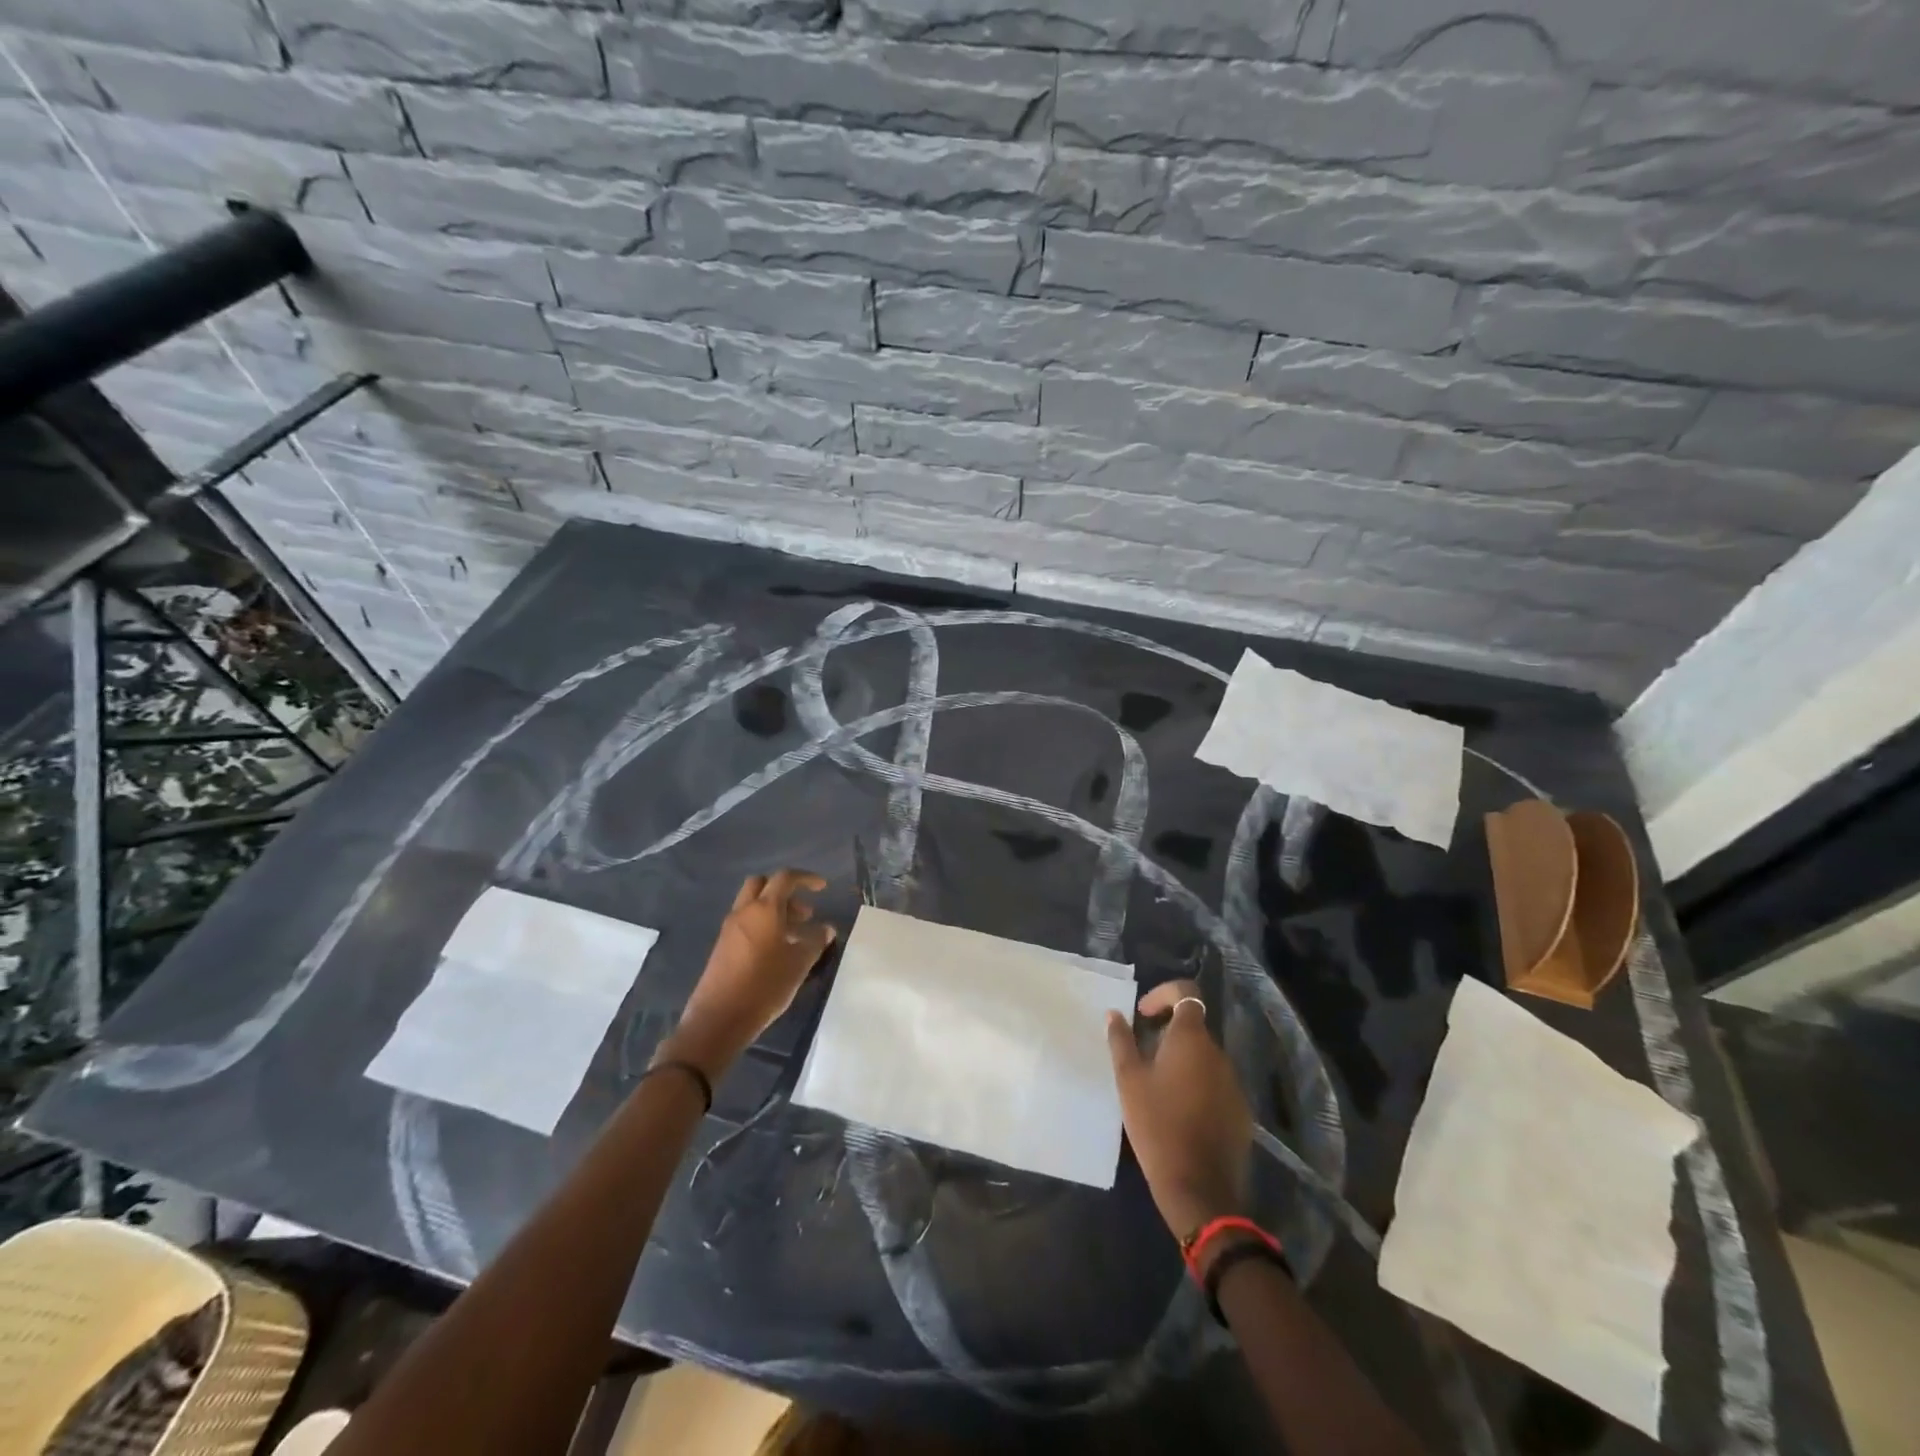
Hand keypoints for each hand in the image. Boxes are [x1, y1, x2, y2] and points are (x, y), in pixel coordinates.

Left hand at [663, 871, 836, 1078]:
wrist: (719, 1019)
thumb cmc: (765, 985)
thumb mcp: (799, 964)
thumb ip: (815, 941)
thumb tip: (826, 929)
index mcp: (764, 909)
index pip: (785, 878)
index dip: (805, 878)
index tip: (822, 888)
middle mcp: (744, 912)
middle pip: (762, 885)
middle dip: (785, 891)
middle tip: (804, 913)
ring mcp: (729, 929)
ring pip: (753, 905)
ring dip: (775, 910)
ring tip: (795, 935)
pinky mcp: (722, 946)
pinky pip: (745, 923)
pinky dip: (763, 925)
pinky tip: (776, 950)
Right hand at [1107, 979, 1252, 1241]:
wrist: (1199, 1187)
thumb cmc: (1157, 1125)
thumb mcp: (1129, 1081)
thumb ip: (1121, 1041)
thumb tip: (1115, 1014)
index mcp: (1191, 1039)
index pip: (1186, 993)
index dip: (1163, 994)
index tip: (1142, 1014)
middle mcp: (1218, 1053)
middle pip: (1193, 1027)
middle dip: (1168, 1032)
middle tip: (1141, 1054)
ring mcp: (1233, 1083)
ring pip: (1204, 1057)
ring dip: (1182, 1060)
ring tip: (1156, 1085)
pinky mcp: (1240, 1110)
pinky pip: (1215, 1083)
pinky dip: (1197, 1084)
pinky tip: (1178, 1111)